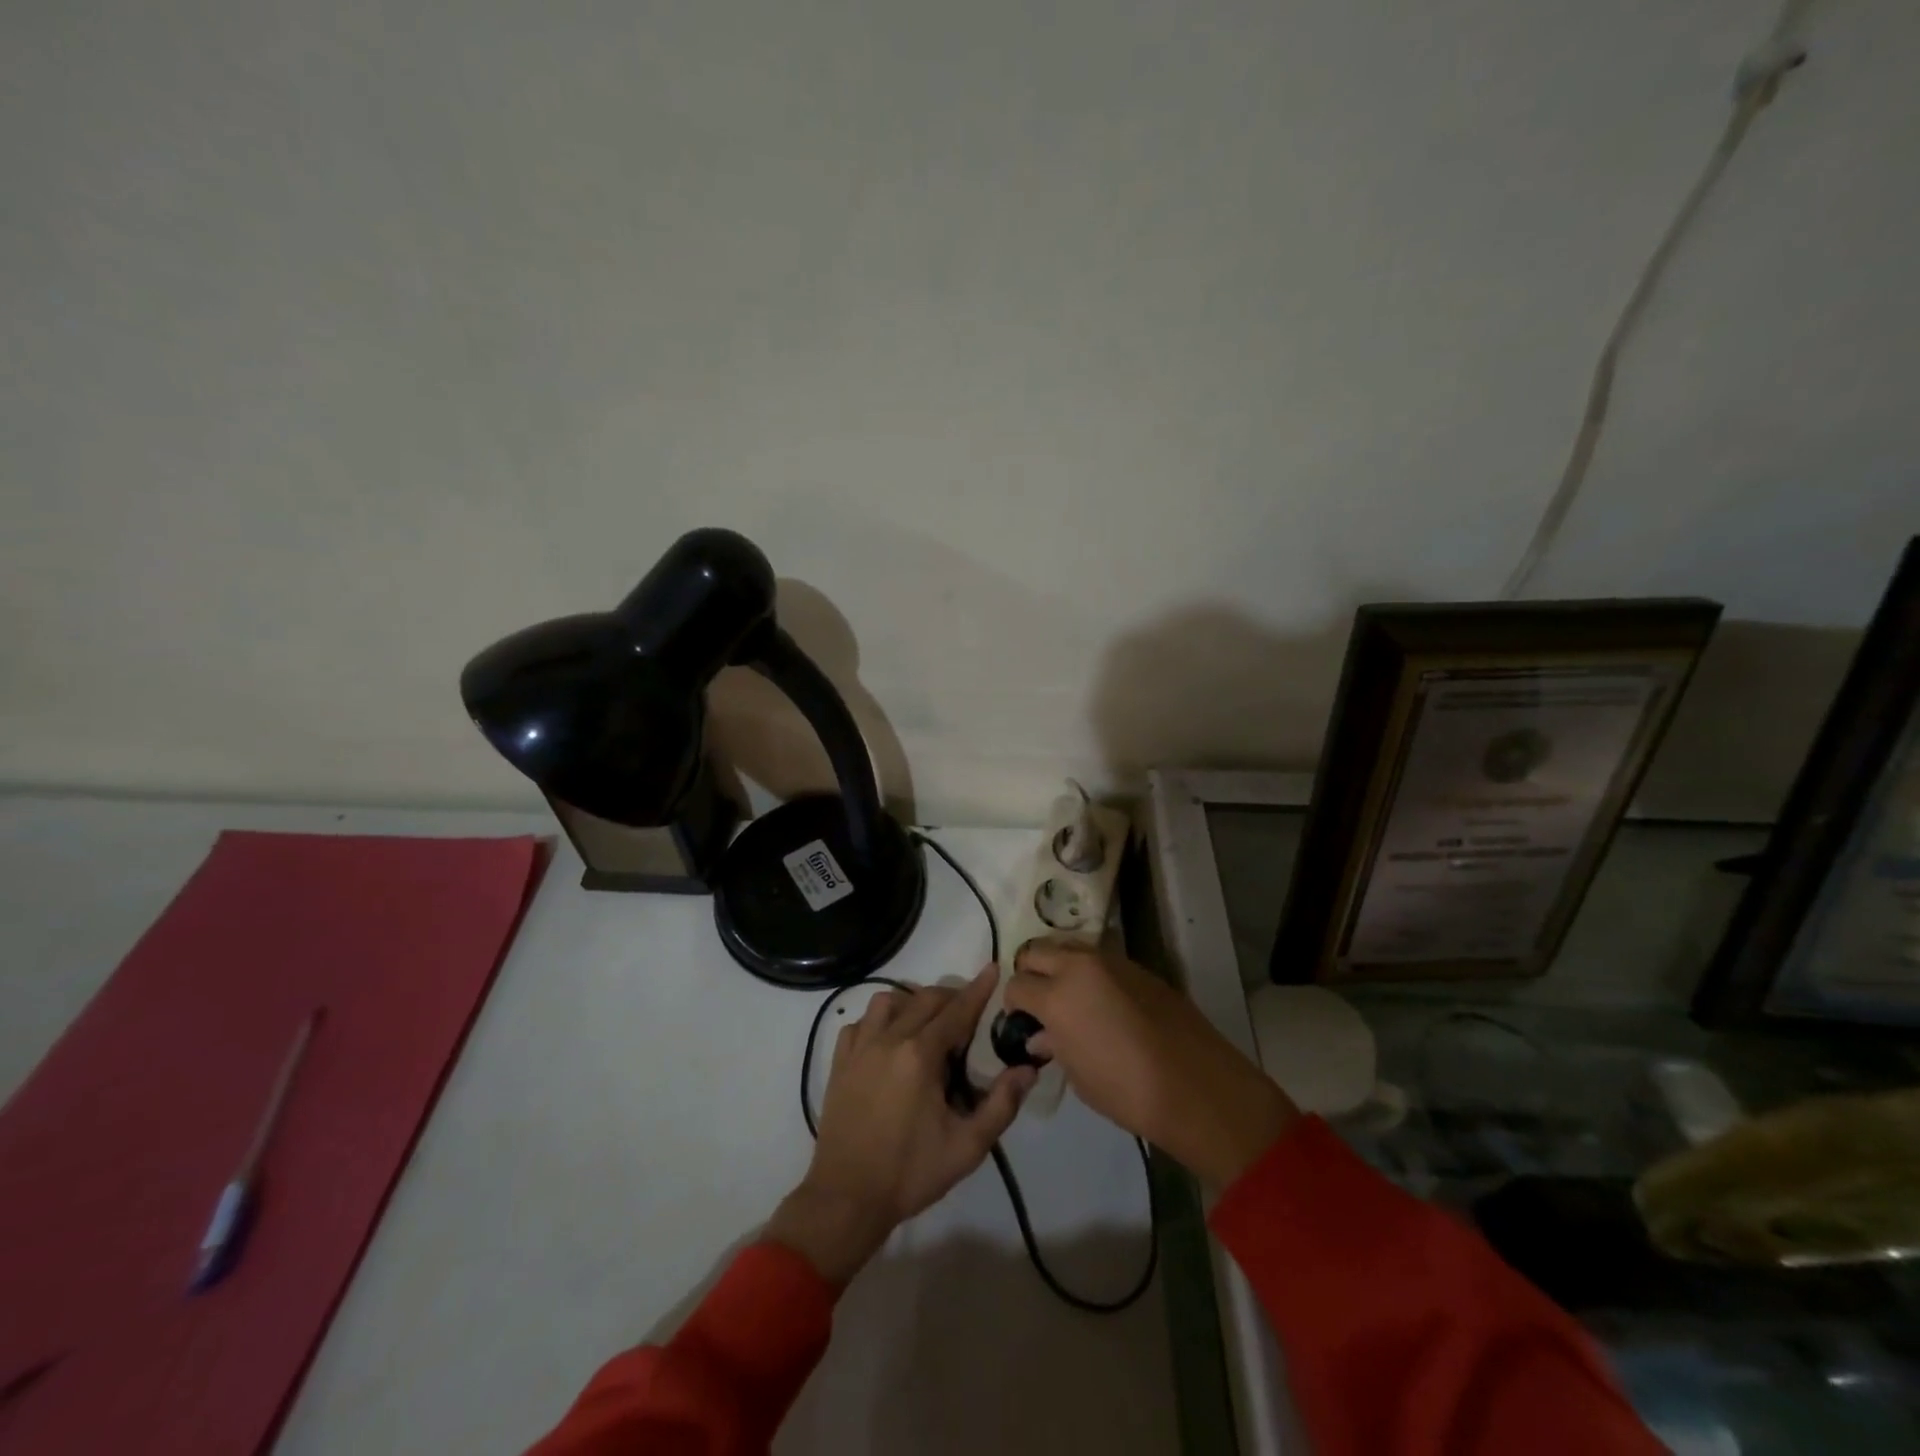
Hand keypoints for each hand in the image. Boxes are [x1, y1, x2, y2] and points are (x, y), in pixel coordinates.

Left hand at [767, 966, 1034, 1286]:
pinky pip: (859, 1023)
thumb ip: (1001, 1104)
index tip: (992, 968)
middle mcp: (889, 1039)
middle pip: (924, 999)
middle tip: (967, 1013)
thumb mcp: (967, 1147)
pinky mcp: (839, 1062)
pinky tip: (887, 1040)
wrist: (846, 1197)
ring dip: (911, 1002)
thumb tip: (1027, 1069)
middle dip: (950, 997)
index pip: (956, 1010)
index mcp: (921, 1055)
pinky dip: (877, 1021)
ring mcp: (860, 1048)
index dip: (978, 989)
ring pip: (888, 1001)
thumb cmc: (910, 1172)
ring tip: (926, 1024)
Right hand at [1004, 941, 1297, 1185]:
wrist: (1196, 1086)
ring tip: (1069, 998)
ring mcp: (1111, 961)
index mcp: (1057, 996)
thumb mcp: (1079, 1076)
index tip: (1020, 1020)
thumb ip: (1054, 1046)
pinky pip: (1100, 959)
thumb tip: (1042, 1035)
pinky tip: (1102, 1001)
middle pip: (1036, 951)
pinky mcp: (1138, 966)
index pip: (1017, 985)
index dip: (1013, 1004)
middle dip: (1030, 973)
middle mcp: (1079, 966)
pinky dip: (1090, 973)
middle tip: (1038, 1002)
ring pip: (1069, 948)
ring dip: (1060, 967)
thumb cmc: (1127, 1092)